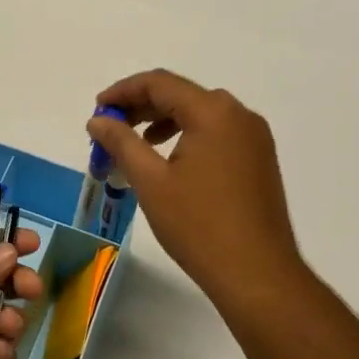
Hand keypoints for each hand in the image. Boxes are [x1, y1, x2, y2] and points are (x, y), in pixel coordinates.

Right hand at [88, 69, 307, 311]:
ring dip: (163, 121)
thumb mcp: (150, 181)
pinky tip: (169, 161)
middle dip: (141, 107)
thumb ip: (121, 142)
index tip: (98, 110)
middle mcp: (239, 115)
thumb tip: (98, 120)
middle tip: (110, 128)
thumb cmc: (199, 225)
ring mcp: (254, 138)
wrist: (257, 275)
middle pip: (181, 95)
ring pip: (200, 114)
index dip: (123, 91)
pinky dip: (187, 136)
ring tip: (135, 144)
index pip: (160, 83)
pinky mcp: (260, 160)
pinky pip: (217, 133)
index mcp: (213, 112)